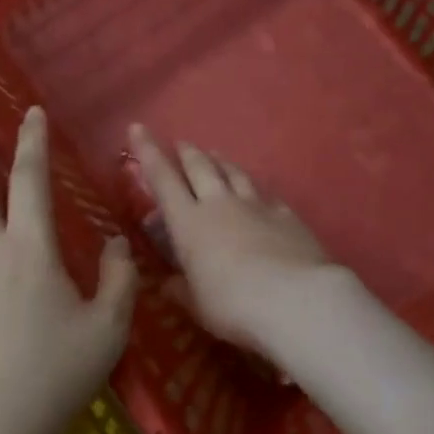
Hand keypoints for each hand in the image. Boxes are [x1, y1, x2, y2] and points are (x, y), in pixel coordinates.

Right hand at [127, 125, 337, 355]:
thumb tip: (167, 284)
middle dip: (187, 153)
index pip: (162, 180)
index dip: (147, 152)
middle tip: (181, 144)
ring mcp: (256, 206)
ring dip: (221, 161)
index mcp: (189, 224)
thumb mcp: (197, 305)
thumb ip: (181, 290)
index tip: (138, 128)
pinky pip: (266, 193)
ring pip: (234, 173)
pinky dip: (256, 187)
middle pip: (200, 167)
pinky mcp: (286, 215)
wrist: (295, 299)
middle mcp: (220, 205)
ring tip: (215, 154)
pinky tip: (258, 189)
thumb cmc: (233, 305)